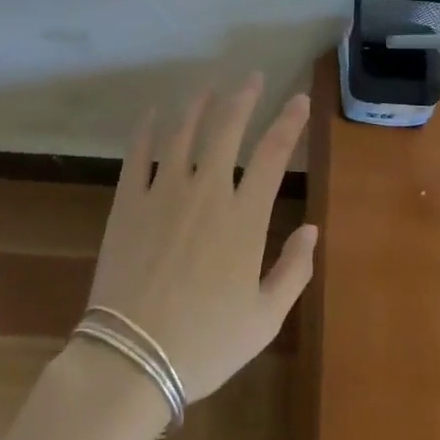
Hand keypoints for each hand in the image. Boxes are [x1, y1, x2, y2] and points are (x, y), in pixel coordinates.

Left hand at [85, 75, 316, 403]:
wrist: (131, 362)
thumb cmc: (205, 345)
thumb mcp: (264, 319)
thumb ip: (293, 270)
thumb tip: (312, 229)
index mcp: (243, 217)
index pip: (273, 154)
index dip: (289, 121)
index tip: (298, 99)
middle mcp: (206, 192)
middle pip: (227, 128)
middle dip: (243, 97)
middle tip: (252, 78)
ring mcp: (163, 192)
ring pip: (183, 132)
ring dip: (199, 105)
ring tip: (208, 88)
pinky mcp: (128, 202)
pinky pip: (137, 154)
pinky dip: (146, 129)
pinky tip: (152, 113)